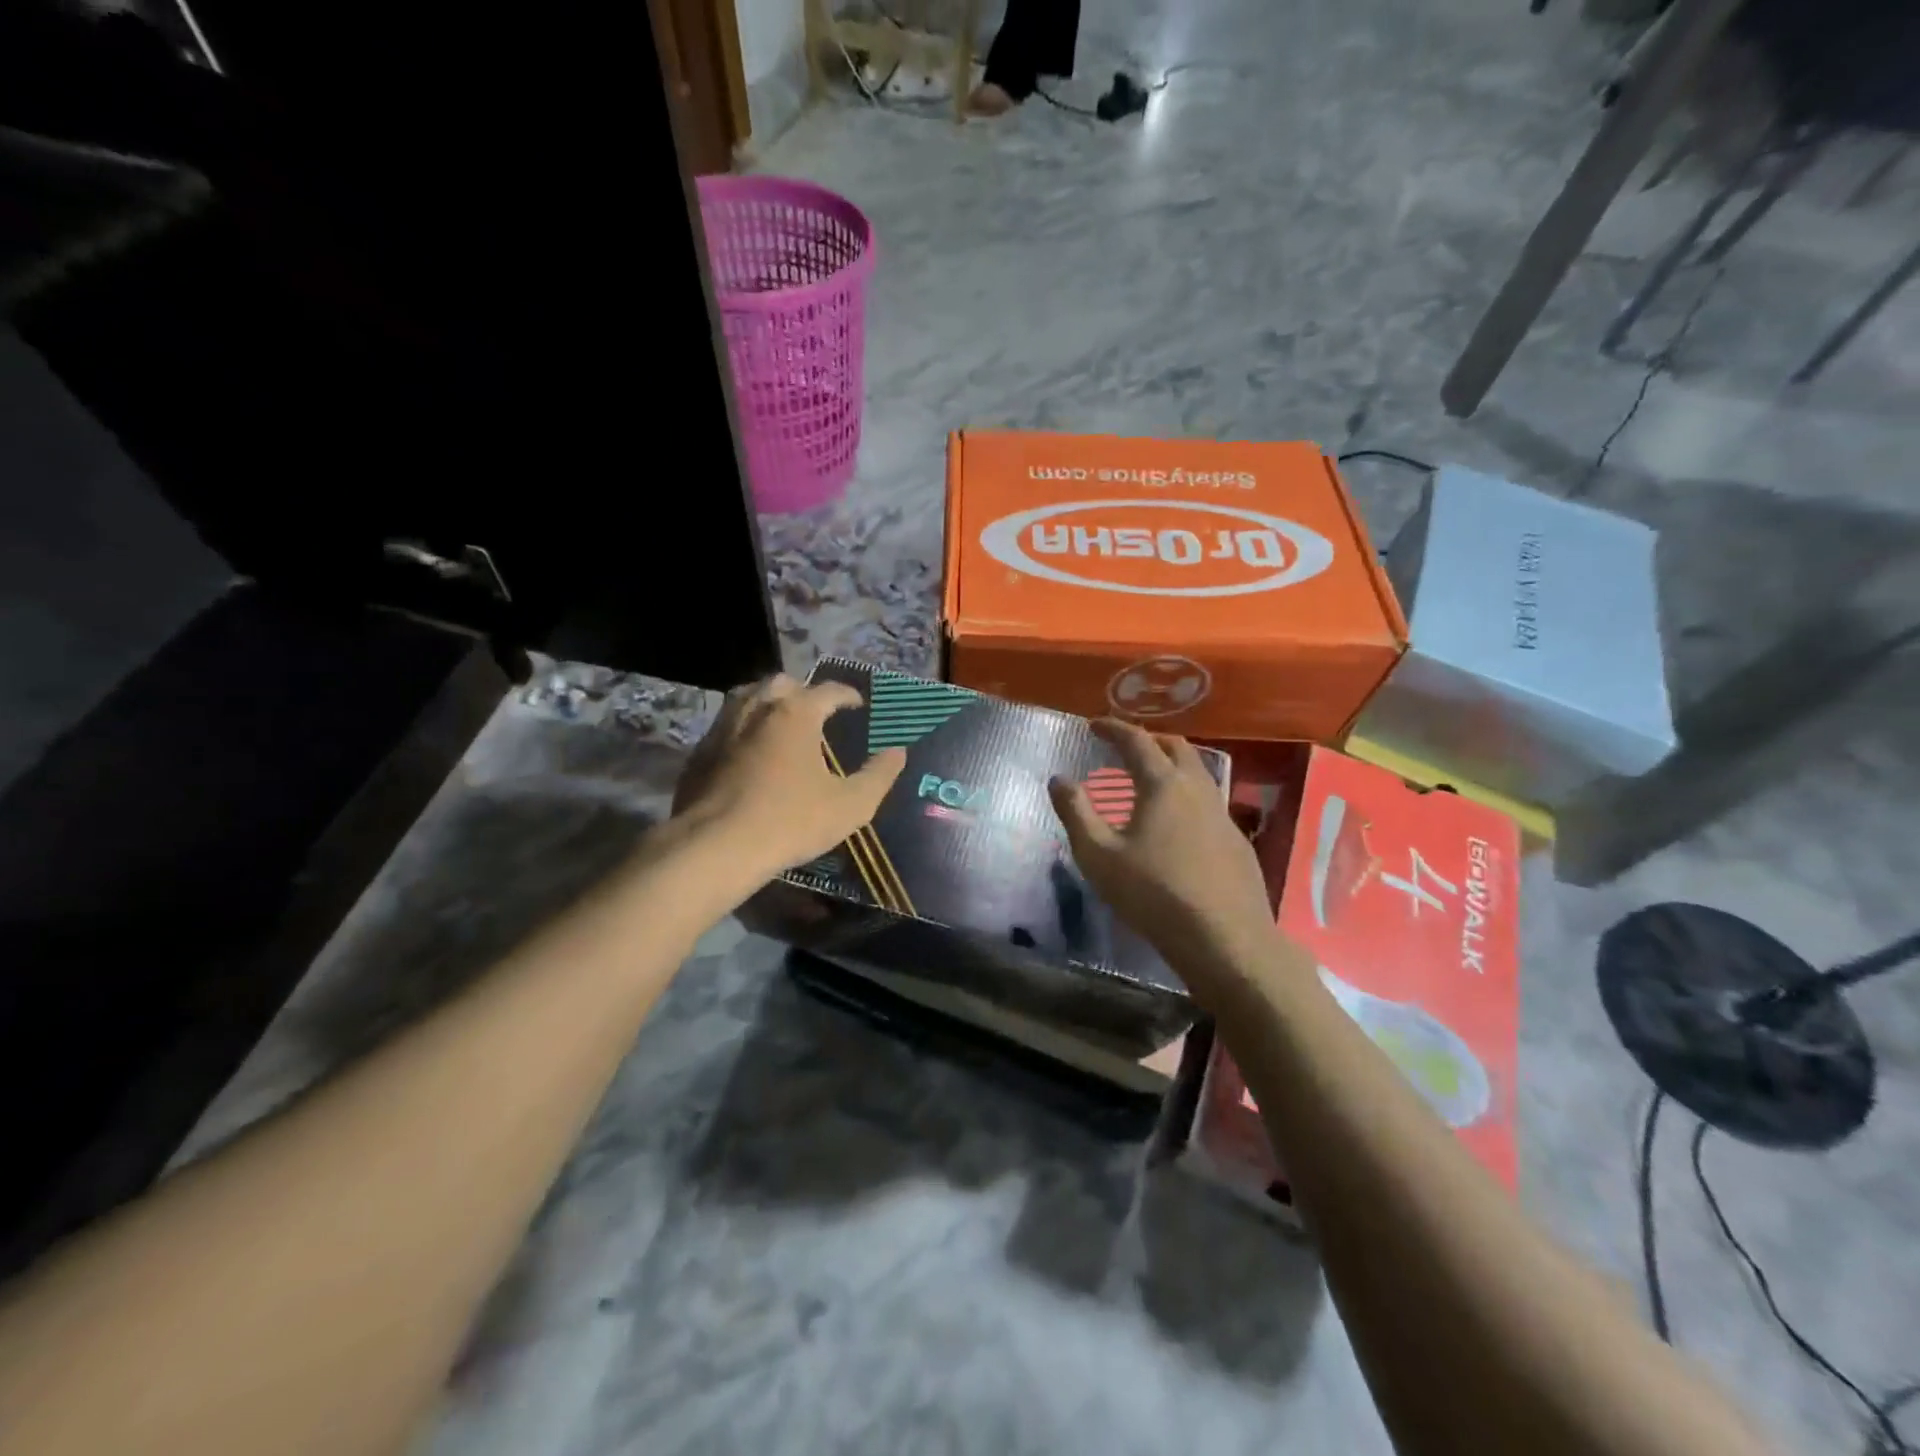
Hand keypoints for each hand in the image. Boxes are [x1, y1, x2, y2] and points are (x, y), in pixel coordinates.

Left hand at [672, 673, 905, 883]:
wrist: (716, 847)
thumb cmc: (791, 821)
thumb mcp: (851, 805)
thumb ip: (879, 775)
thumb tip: (897, 752)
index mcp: (796, 713)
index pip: (828, 689)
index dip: (847, 695)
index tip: (858, 704)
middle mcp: (757, 708)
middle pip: (782, 683)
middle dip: (803, 691)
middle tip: (817, 712)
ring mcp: (723, 727)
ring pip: (747, 697)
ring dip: (768, 703)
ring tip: (781, 724)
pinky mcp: (699, 751)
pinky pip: (726, 725)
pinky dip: (743, 728)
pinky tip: (750, 752)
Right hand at [1049, 720, 1280, 1002]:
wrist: (1225, 939)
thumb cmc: (1153, 894)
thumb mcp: (1099, 856)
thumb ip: (1076, 812)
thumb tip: (1058, 779)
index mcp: (1162, 785)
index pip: (1136, 741)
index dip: (1113, 728)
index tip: (1094, 724)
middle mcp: (1197, 789)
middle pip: (1176, 748)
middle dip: (1149, 739)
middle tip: (1126, 746)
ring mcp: (1223, 815)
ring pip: (1198, 774)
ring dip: (1173, 764)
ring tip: (1151, 778)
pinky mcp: (1237, 841)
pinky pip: (1209, 802)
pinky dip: (1188, 795)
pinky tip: (1179, 823)